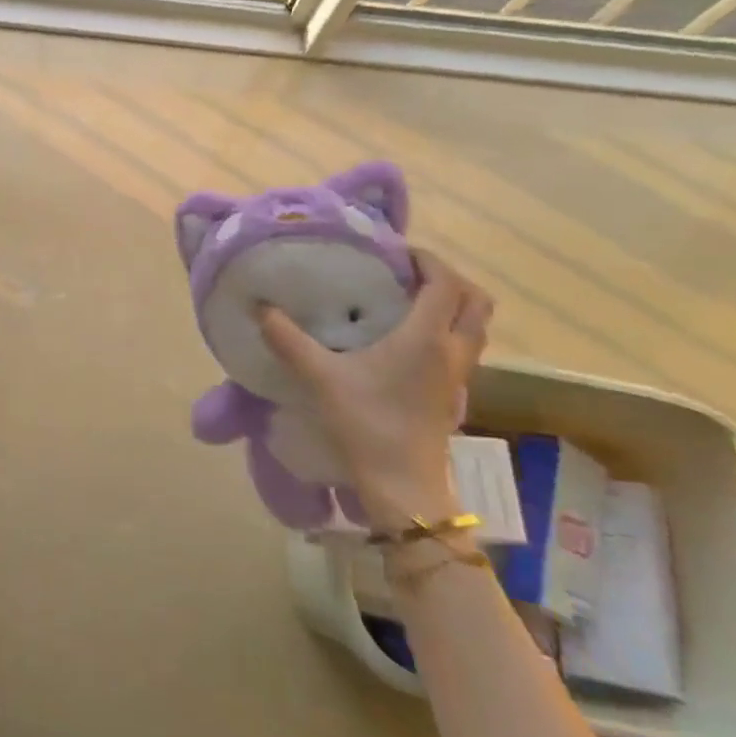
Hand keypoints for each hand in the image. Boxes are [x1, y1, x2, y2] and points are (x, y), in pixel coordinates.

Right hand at [255, 250, 492, 531]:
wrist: (403, 484)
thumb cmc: (366, 423)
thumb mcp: (320, 378)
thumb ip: (289, 340)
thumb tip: (259, 308)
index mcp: (426, 337)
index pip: (445, 283)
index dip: (426, 260)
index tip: (396, 252)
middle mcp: (452, 350)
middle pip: (476, 301)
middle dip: (449, 280)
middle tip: (410, 275)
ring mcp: (459, 376)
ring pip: (475, 327)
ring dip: (453, 307)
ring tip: (411, 303)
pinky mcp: (454, 395)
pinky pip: (464, 349)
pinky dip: (448, 332)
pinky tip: (409, 343)